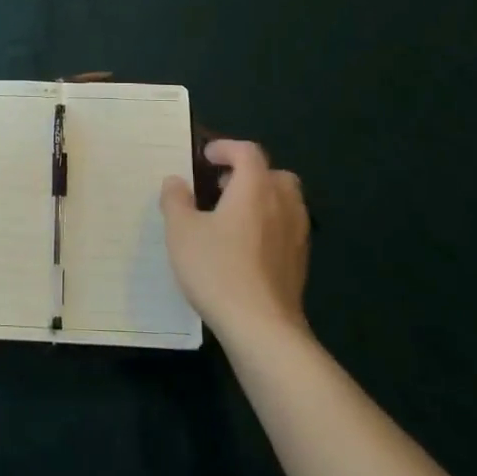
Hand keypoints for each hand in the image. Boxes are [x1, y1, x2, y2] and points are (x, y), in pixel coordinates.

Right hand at [160, 140, 309, 344]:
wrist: (262, 327)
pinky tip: (247, 246)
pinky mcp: (300, 261)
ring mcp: (297, 233)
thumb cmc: (218, 270)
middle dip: (249, 173)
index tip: (206, 157)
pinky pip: (288, 227)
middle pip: (273, 173)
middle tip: (222, 186)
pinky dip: (270, 223)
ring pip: (285, 200)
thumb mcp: (181, 231)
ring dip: (262, 198)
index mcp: (255, 187)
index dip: (226, 148)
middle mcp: (282, 203)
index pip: (247, 152)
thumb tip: (175, 181)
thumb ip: (176, 200)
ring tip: (234, 216)